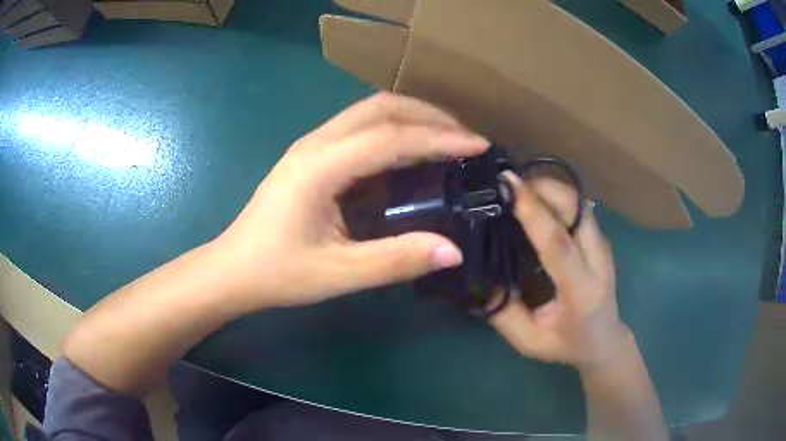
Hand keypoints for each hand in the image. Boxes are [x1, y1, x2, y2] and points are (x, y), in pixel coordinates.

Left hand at [214, 93, 489, 310]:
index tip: (478, 145)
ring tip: (447, 140)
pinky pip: (360, 128)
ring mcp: (311, 145)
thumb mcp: (337, 274)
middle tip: (465, 138)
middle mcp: (315, 143)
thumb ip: (395, 261)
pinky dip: (393, 130)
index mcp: (319, 166)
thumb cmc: (277, 273)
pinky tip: (410, 153)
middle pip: (380, 107)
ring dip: (412, 117)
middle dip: (429, 115)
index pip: (390, 137)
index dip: (439, 137)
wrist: (233, 270)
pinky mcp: (311, 156)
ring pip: (369, 111)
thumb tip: (453, 251)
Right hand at [491, 174, 631, 370]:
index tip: (507, 184)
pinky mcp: (600, 238)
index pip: (558, 242)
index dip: (533, 210)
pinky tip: (534, 199)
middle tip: (506, 183)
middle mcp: (598, 260)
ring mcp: (603, 245)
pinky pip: (577, 206)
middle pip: (574, 208)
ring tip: (516, 189)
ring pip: (578, 201)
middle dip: (541, 186)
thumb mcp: (529, 341)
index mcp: (580, 290)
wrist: (605, 339)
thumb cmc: (567, 344)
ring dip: (548, 187)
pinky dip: (555, 195)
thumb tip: (476, 277)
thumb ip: (502, 313)